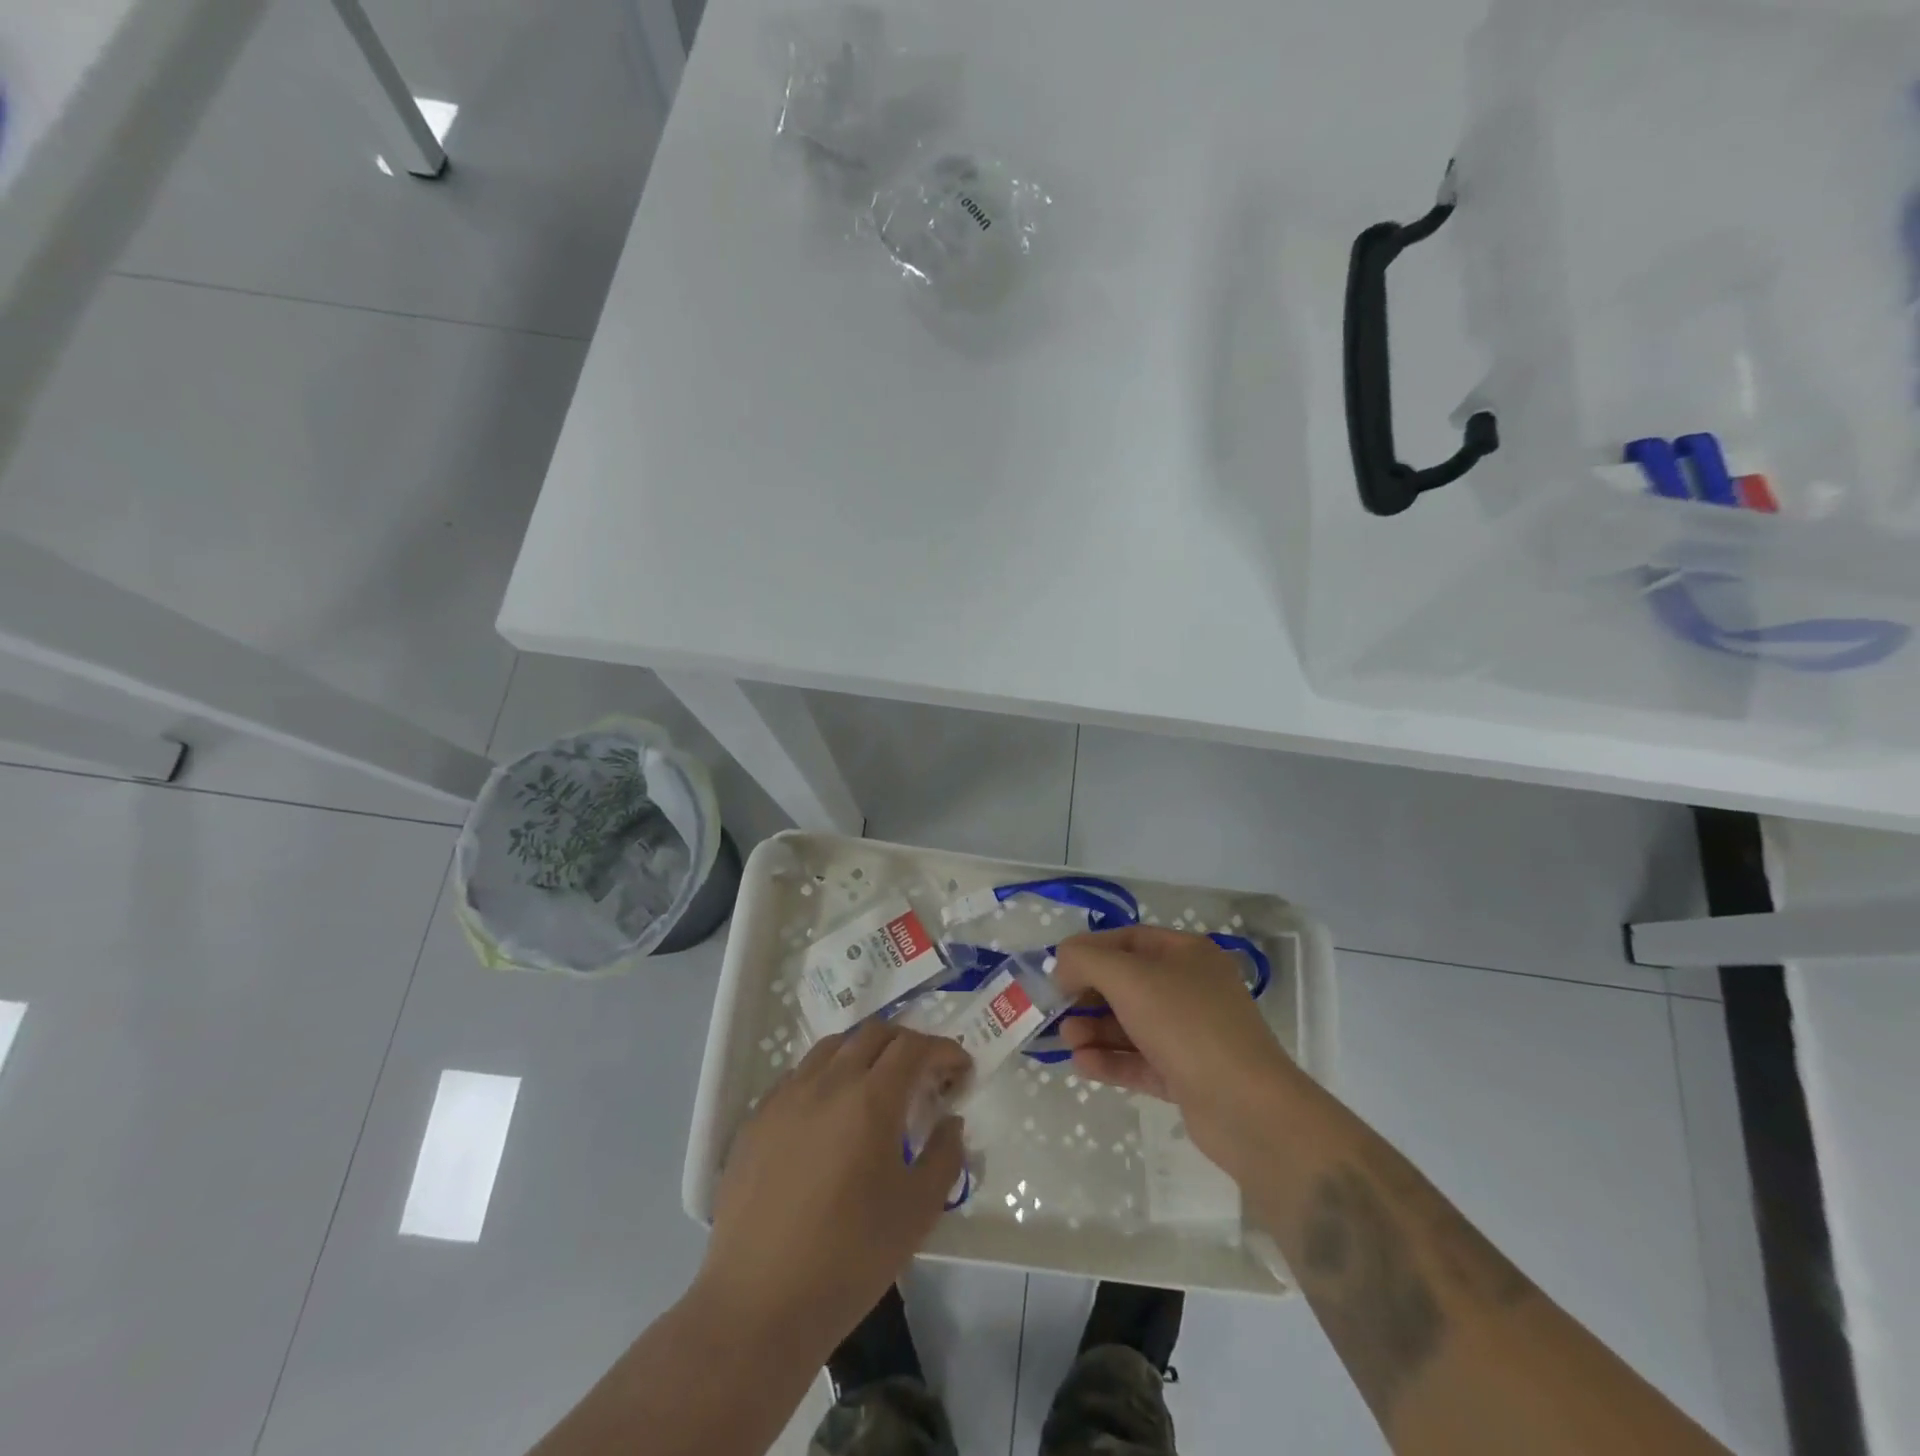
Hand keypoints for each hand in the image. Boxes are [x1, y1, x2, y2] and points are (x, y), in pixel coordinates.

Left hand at [697, 1021, 970, 1356]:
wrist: (759, 1303)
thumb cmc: (850, 1258)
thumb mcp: (918, 1211)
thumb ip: (944, 1156)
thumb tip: (950, 1122)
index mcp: (871, 1098)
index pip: (914, 1047)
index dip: (943, 1050)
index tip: (961, 1069)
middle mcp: (827, 1082)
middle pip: (873, 1034)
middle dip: (906, 1043)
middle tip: (924, 1072)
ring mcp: (786, 1096)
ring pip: (832, 1046)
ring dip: (864, 1052)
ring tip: (877, 1084)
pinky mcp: (756, 1119)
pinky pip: (799, 1075)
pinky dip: (826, 1075)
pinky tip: (830, 1113)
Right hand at [1052, 926, 1302, 1171]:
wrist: (1247, 1108)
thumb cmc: (1186, 1025)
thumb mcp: (1129, 978)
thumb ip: (1086, 961)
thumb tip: (1063, 965)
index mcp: (1187, 954)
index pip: (1128, 939)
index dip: (1090, 950)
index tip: (1057, 969)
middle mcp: (1191, 988)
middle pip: (1128, 983)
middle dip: (1088, 995)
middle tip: (1055, 1009)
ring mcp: (1192, 1034)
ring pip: (1132, 1024)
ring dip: (1095, 1029)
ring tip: (1066, 1040)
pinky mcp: (1188, 1075)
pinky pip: (1141, 1060)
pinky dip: (1110, 1060)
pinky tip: (1081, 1064)